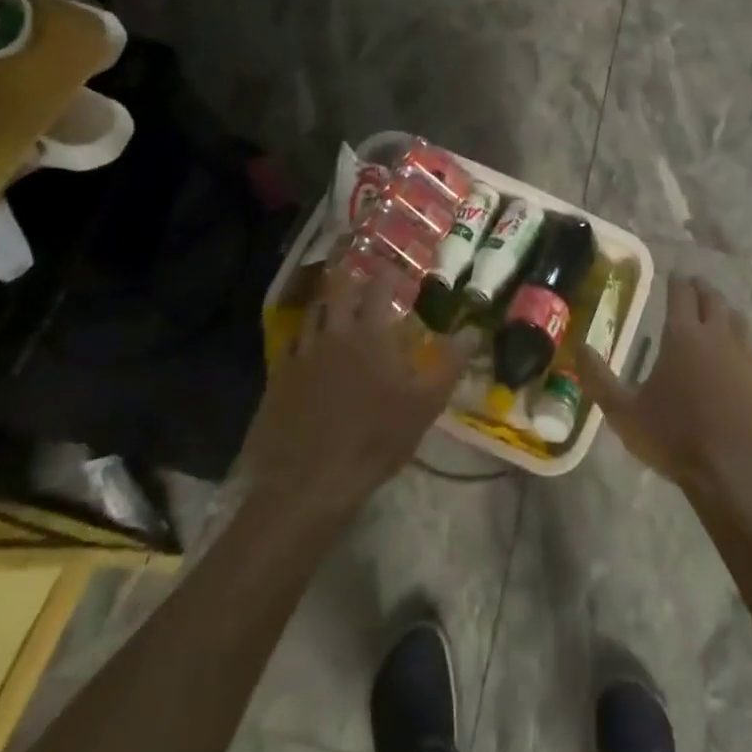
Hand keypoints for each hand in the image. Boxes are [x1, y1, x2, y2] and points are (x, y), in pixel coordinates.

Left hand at [241, 271, 478, 518]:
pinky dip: (304, 336)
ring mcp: (302, 353)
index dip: (388, 273)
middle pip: (338, 289)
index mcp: (369, 333)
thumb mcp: (425, 404)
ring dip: (326, 302)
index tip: (395, 269)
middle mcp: (333, 332)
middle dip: (351, 277)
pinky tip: (310, 347)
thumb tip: (473, 331)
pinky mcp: (279, 377)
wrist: (308, 482)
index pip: (378, 287)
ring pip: (312, 312)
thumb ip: (450, 363)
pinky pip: (292, 343)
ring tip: (336, 305)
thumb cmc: (375, 439)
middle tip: (361, 278)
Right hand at [579, 275, 751, 508]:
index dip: (676, 281)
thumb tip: (579, 347)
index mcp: (683, 335)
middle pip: (713, 299)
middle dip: (701, 289)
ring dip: (724, 312)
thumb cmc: (674, 436)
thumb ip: (598, 378)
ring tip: (716, 315)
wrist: (733, 472)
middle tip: (693, 287)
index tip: (673, 276)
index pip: (681, 293)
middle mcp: (717, 336)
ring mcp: (746, 356)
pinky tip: (738, 357)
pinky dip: (742, 345)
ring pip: (737, 320)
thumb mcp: (624, 412)